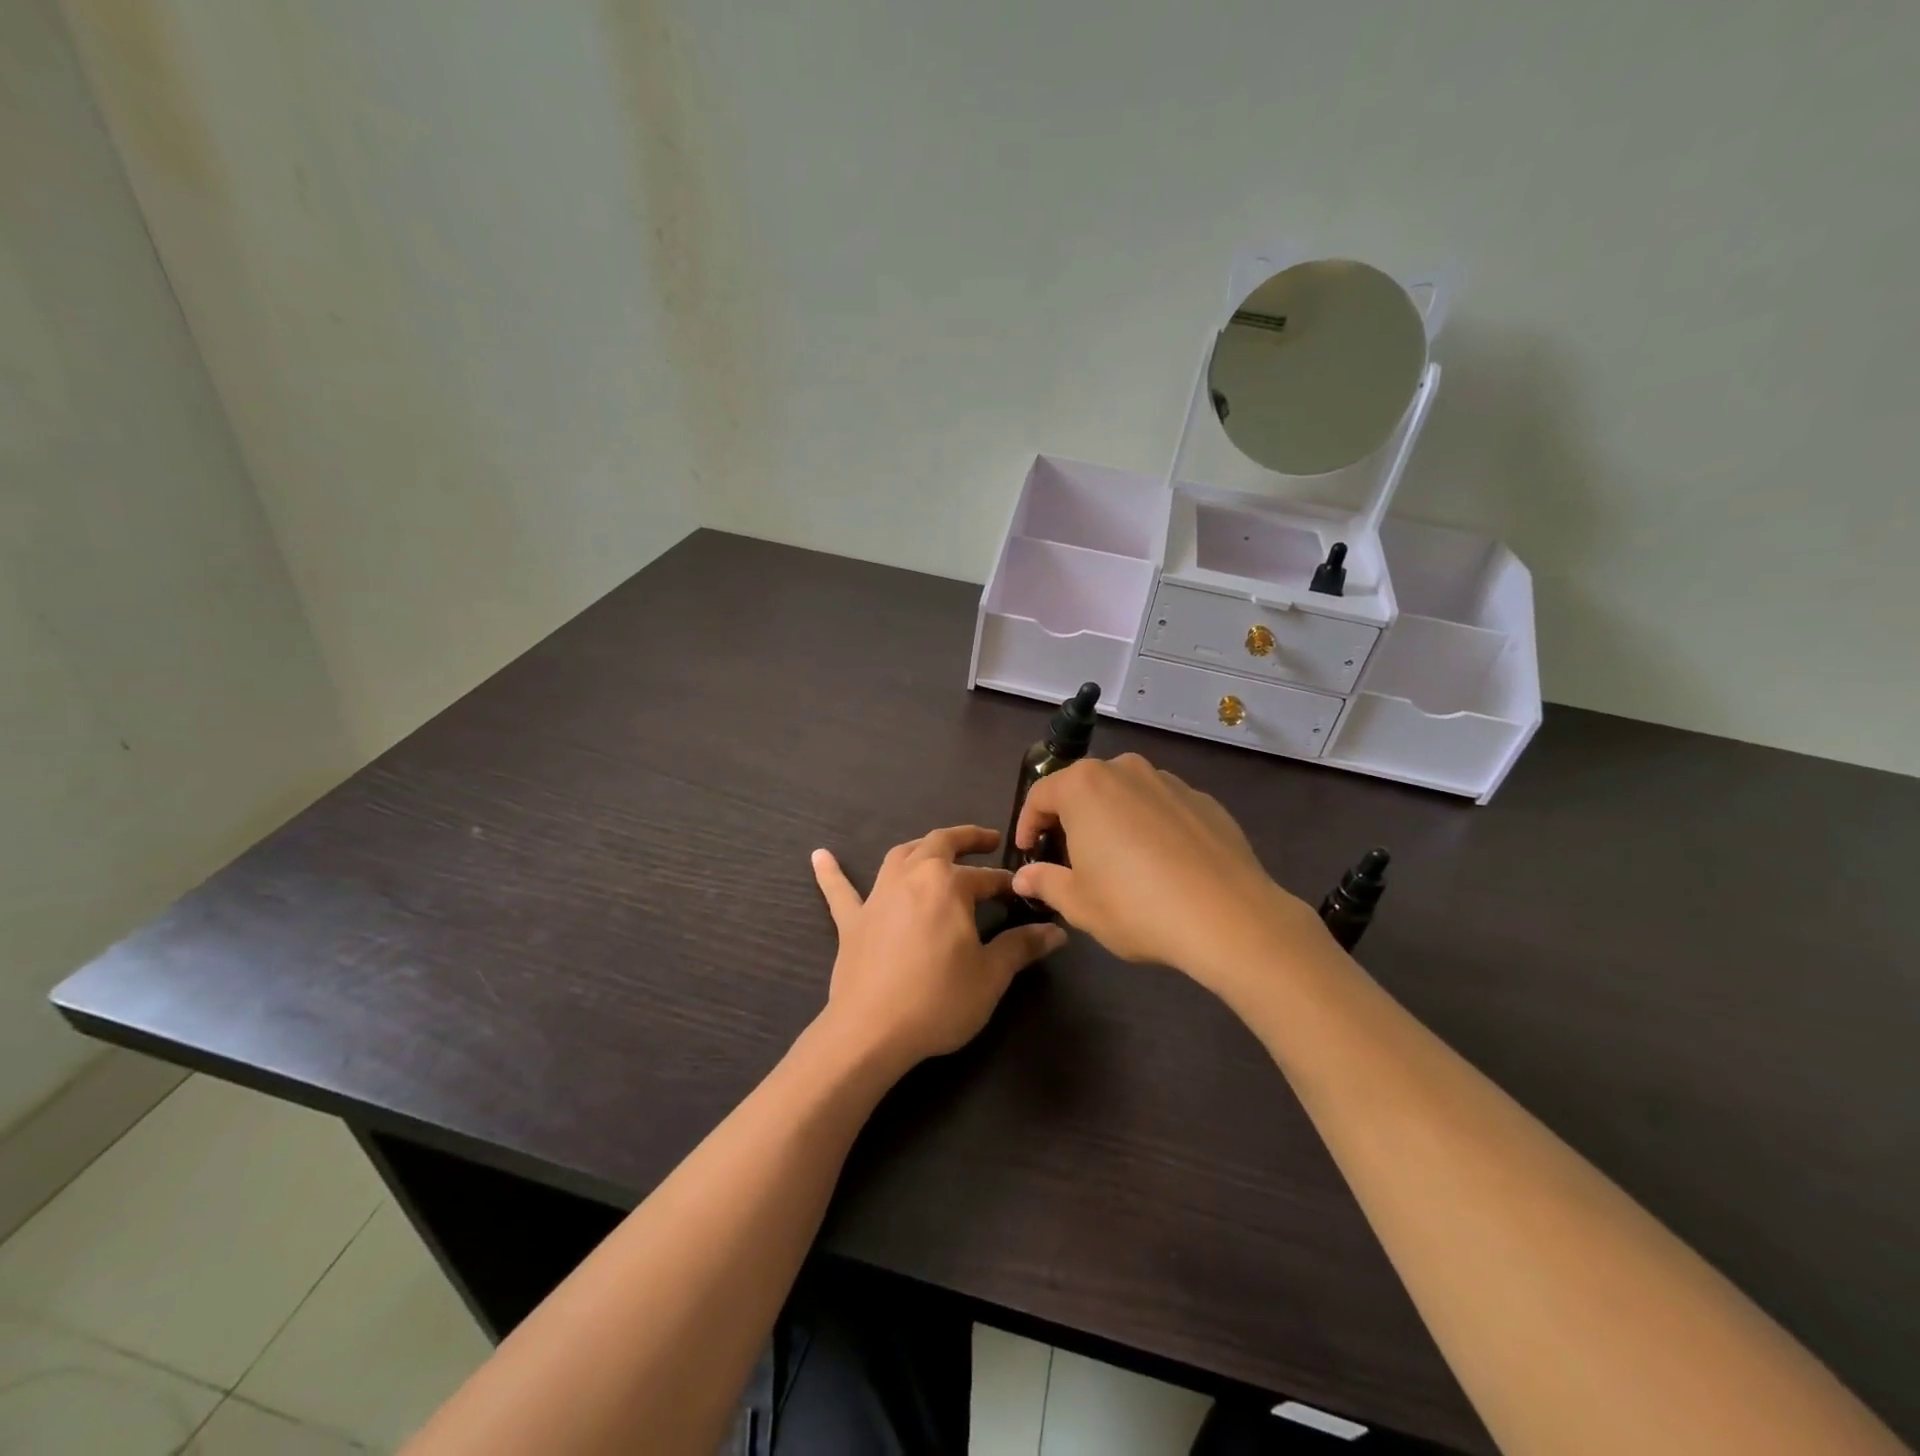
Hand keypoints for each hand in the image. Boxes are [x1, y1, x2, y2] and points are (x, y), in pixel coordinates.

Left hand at [811, 826, 1064, 1070]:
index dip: (1008, 884)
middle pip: (940, 844)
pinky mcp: (852, 921)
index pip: (987, 878)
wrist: (871, 1031)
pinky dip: (831, 873)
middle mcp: (911, 877)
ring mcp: (877, 896)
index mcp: (948, 884)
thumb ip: (1021, 947)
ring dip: (921, 847)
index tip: (1024, 892)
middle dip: (967, 839)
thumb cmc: (938, 999)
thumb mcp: (990, 975)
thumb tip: (1055, 931)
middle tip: (988, 840)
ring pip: (899, 856)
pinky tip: (819, 855)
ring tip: (935, 849)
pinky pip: (840, 891)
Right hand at [1009, 754, 1322, 990]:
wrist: (1229, 917)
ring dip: (1111, 818)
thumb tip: (1023, 877)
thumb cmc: (1136, 906)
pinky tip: (1161, 864)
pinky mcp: (1204, 800)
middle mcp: (1125, 770)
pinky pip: (1162, 807)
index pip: (1040, 794)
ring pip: (1125, 793)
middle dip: (1070, 818)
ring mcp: (1169, 782)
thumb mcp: (1078, 903)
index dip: (1028, 825)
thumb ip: (1044, 882)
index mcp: (1085, 786)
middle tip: (1068, 856)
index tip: (1028, 853)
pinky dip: (1151, 826)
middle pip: (1083, 787)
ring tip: (1117, 859)